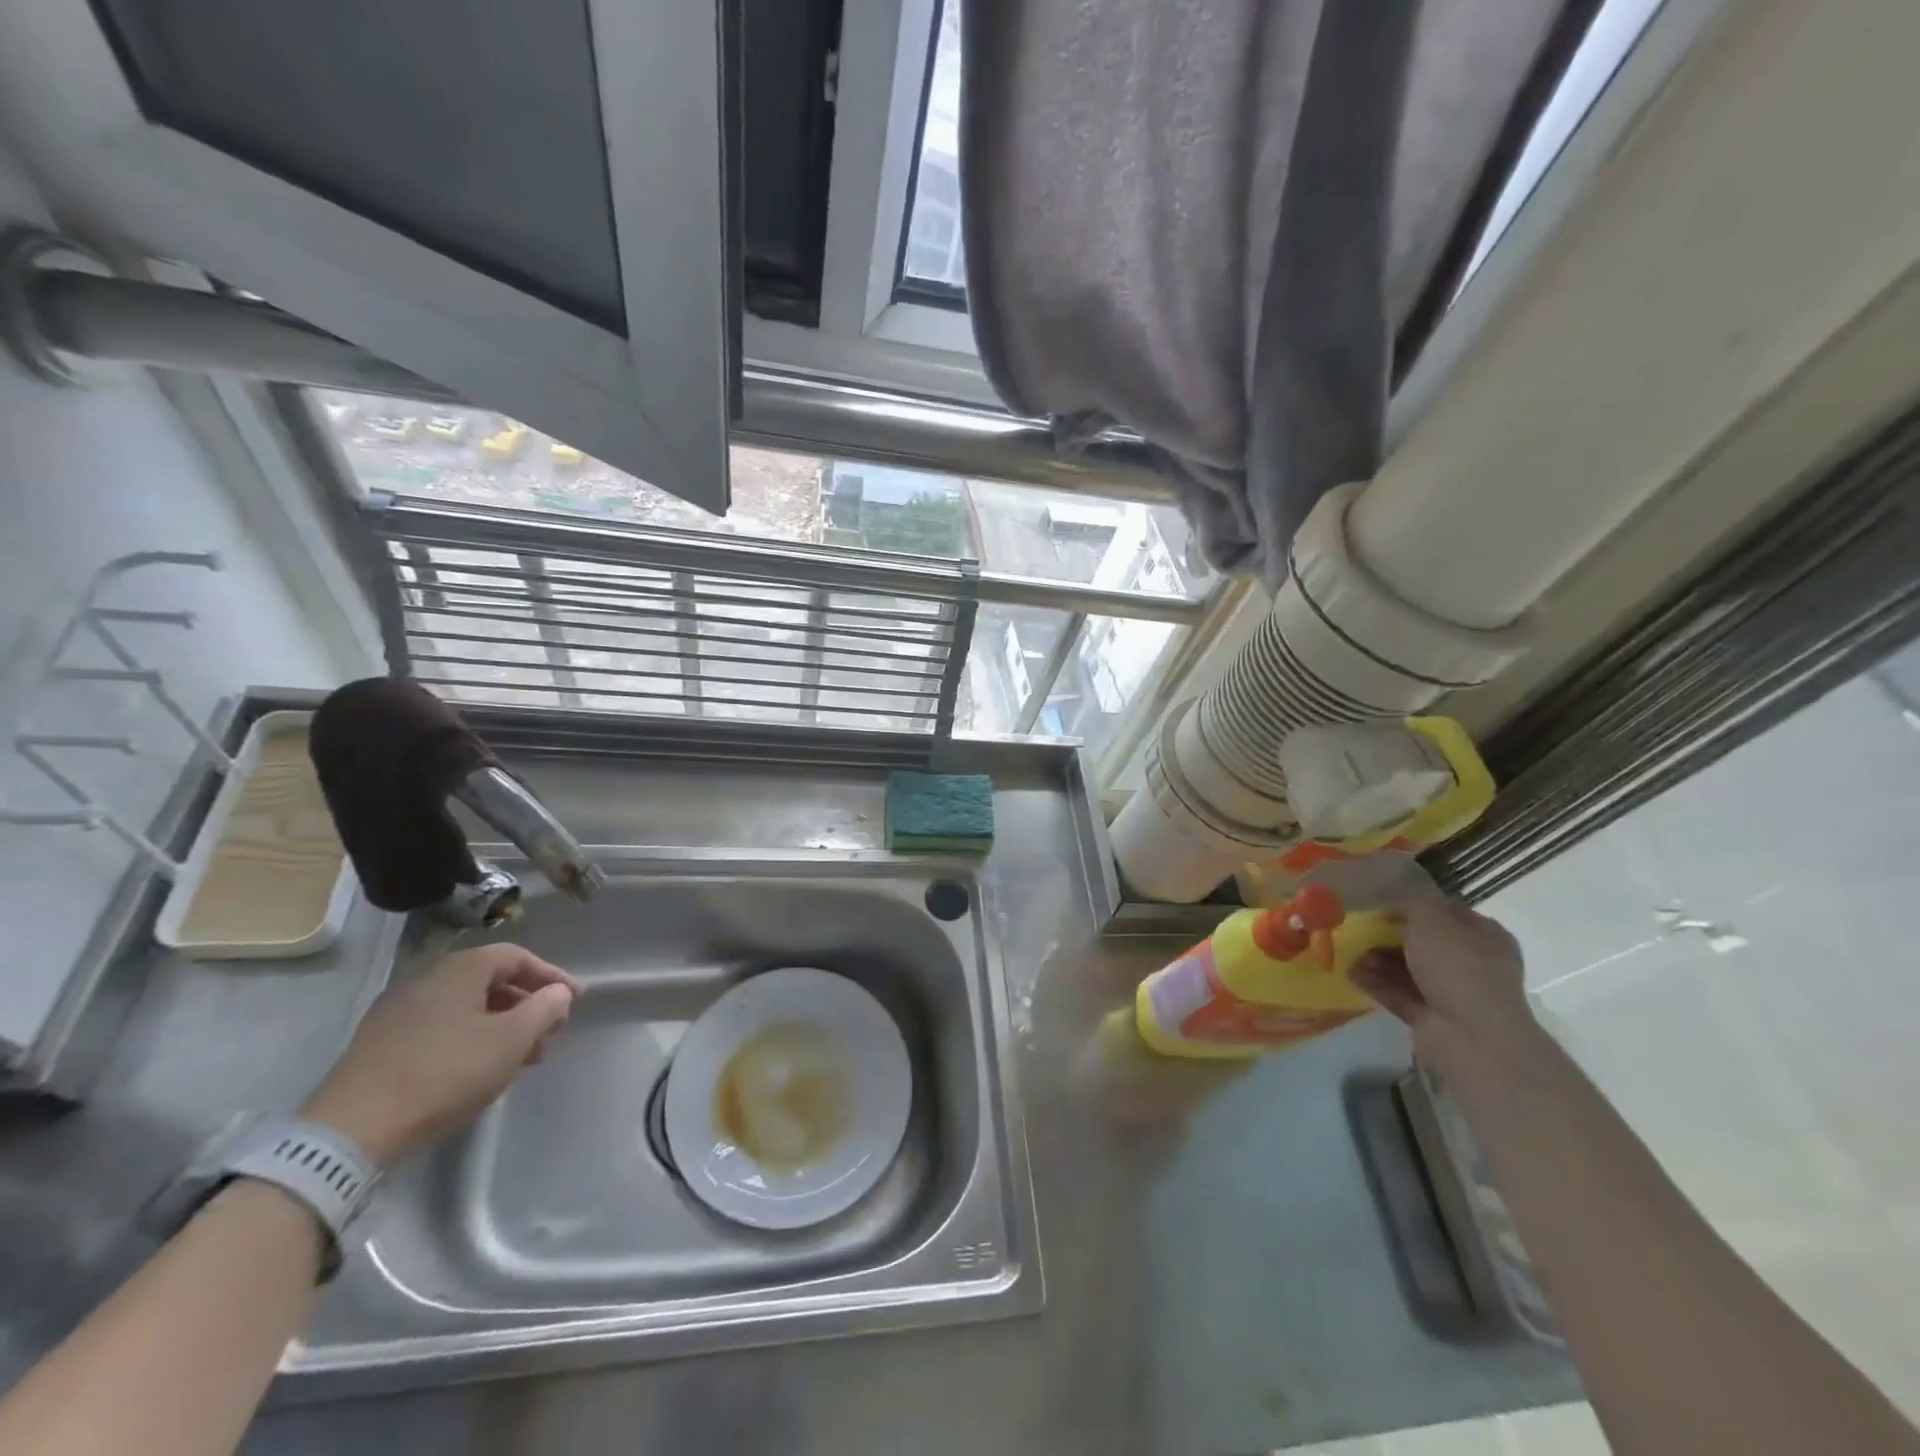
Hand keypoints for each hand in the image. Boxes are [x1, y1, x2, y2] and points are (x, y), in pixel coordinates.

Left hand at [301, 944, 580, 1167]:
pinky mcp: (380, 1044)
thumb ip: (544, 1009)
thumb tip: (558, 993)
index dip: (550, 976)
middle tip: (549, 1034)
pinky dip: (470, 1039)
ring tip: (519, 1059)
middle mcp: (427, 979)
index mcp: (460, 969)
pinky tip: (478, 1070)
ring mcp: (398, 1012)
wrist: (351, 1131)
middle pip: (490, 981)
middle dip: (526, 1005)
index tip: (573, 1001)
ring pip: (465, 1007)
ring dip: (500, 1025)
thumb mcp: (511, 1040)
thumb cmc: (445, 1073)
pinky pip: (440, 1028)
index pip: (517, 956)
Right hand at [1350, 899, 1540, 1079]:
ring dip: (1379, 959)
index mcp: (1484, 936)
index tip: (1381, 905)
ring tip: (1350, 951)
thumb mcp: (1431, 920)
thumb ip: (1410, 905)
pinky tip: (1350, 972)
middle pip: (1425, 942)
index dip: (1414, 905)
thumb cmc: (1457, 968)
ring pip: (1409, 969)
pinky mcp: (1432, 1018)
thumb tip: (1394, 908)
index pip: (1447, 912)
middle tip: (1361, 928)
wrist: (1472, 1038)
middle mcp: (1473, 963)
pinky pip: (1399, 994)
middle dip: (1391, 935)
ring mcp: (1453, 993)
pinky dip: (1376, 983)